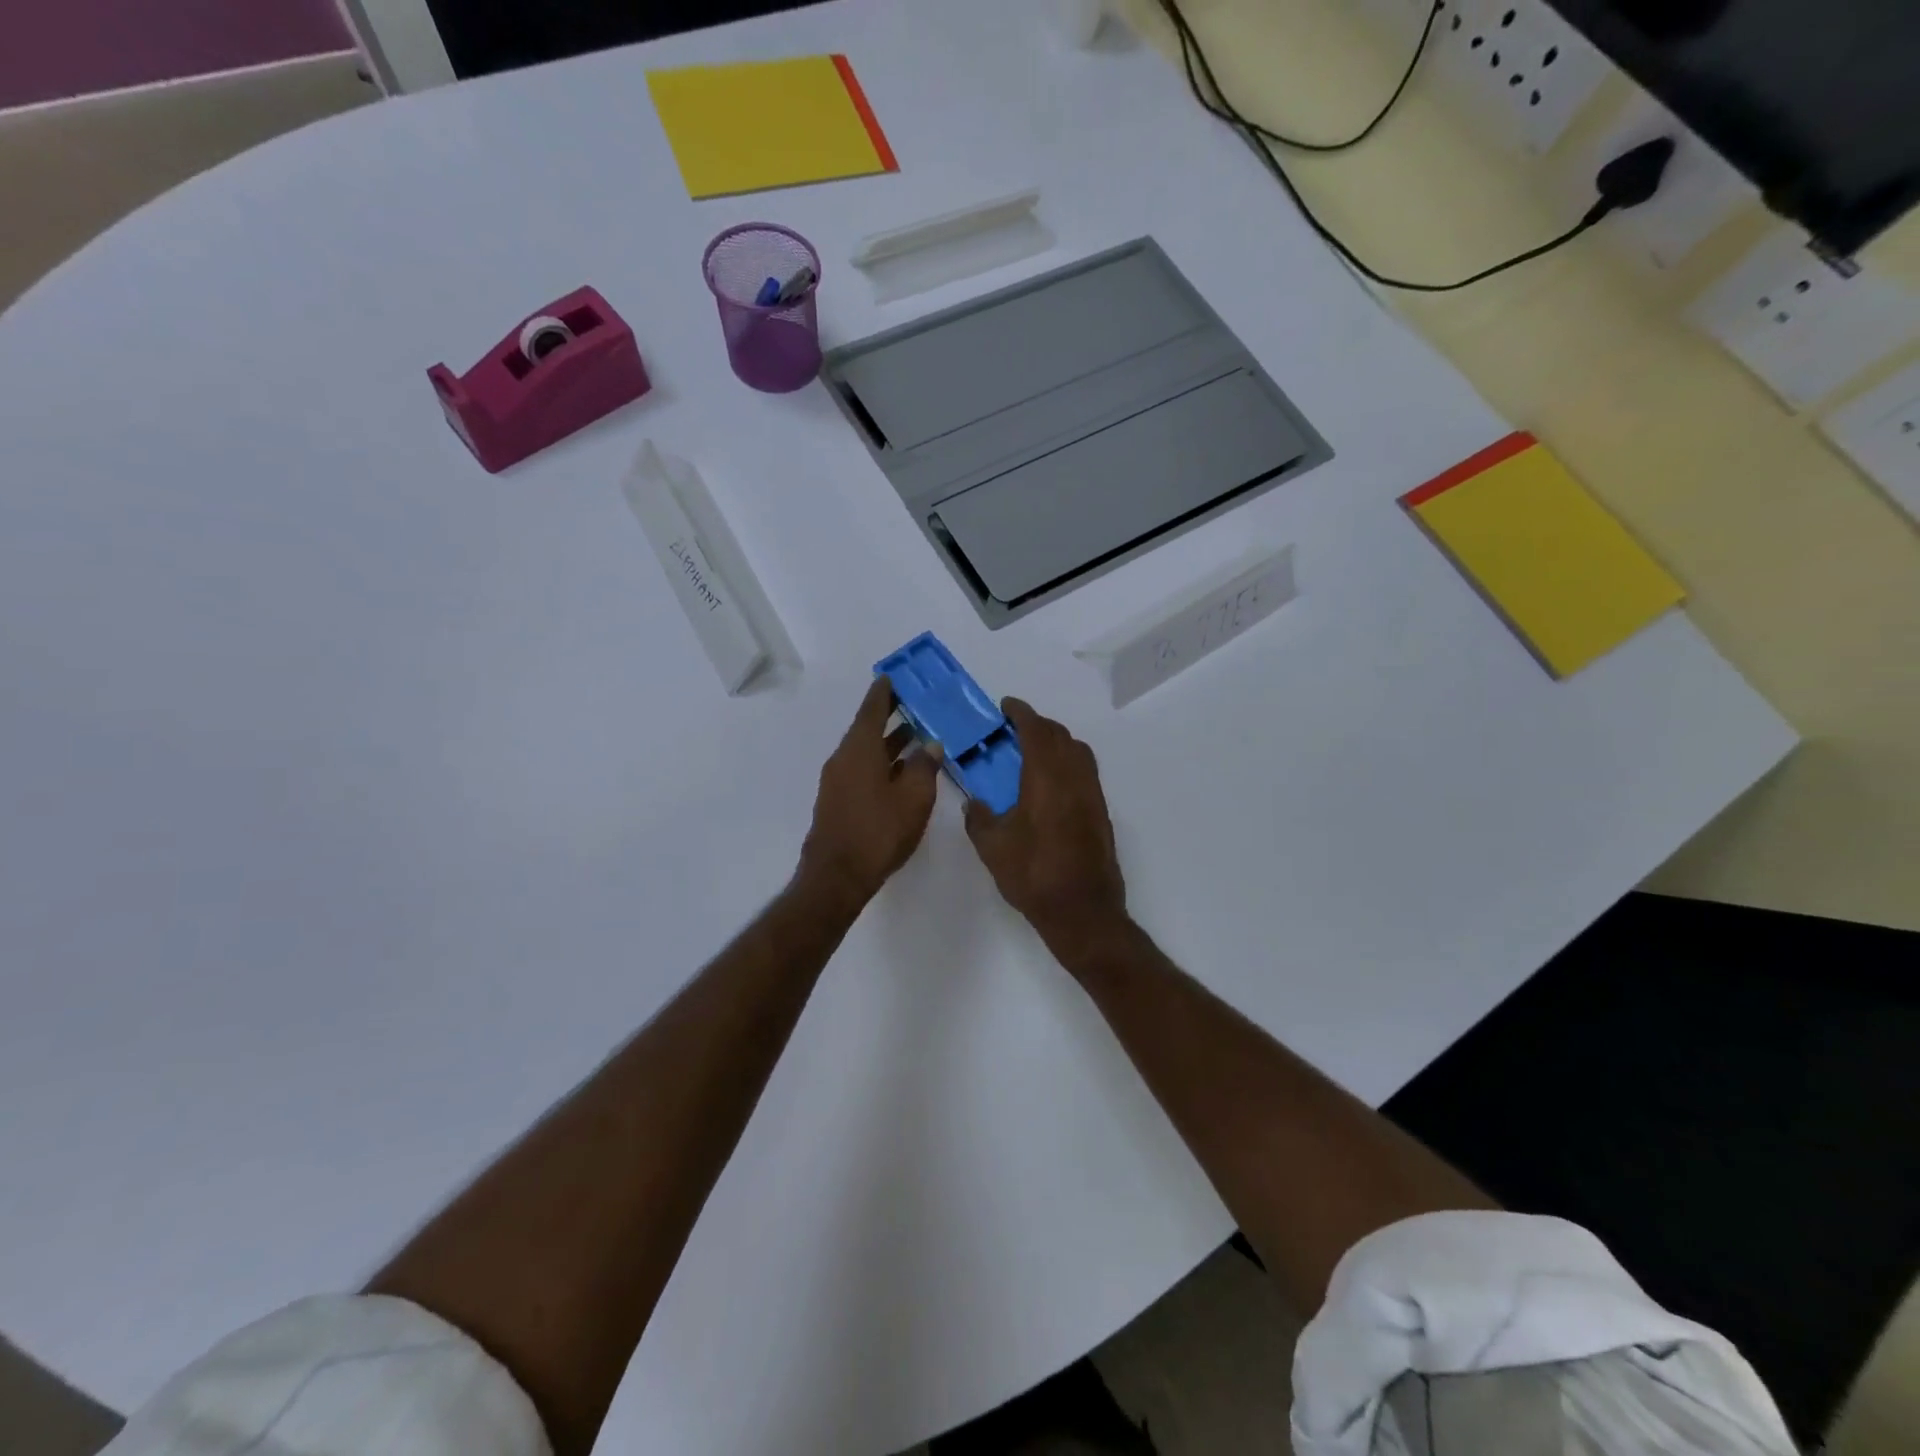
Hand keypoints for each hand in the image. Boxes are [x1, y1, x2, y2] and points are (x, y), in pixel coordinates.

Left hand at [798, 679, 941, 910]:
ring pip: (865, 751)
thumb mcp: (913, 798)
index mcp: (860, 749)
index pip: (872, 710)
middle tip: (911, 702)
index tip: (893, 677)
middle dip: (889, 715)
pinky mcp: (838, 801)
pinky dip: (881, 762)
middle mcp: (844, 758)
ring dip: (888, 742)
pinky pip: (861, 769)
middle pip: (867, 728)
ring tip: (914, 735)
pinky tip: (900, 771)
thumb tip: (930, 745)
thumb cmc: (879, 831)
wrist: (837, 875)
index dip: (884, 693)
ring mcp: (837, 781)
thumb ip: (924, 767)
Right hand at [964, 698, 1127, 956]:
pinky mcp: (1101, 813)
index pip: (1036, 730)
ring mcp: (1092, 795)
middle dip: (1038, 725)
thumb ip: (979, 818)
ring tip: (1033, 752)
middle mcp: (1074, 778)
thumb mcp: (993, 848)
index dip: (1021, 713)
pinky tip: (1050, 784)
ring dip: (1057, 742)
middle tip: (1015, 729)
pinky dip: (1068, 763)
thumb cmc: (1033, 875)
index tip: (1006, 705)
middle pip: (1060, 736)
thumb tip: (975, 803)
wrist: (1082, 911)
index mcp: (1046, 778)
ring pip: (1078, 752)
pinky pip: (1085, 772)